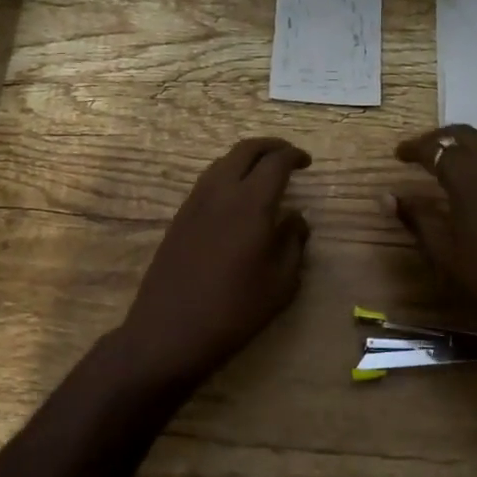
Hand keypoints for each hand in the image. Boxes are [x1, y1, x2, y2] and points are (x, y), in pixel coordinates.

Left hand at [116, 137, 312, 389]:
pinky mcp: (180, 216)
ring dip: (246, 158)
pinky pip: (208, 180)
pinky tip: (236, 196)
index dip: (294, 156)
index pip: (276, 162)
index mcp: (251, 203)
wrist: (170, 330)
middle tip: (287, 156)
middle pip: (246, 150)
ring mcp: (195, 202)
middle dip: (270, 146)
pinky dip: (228, 174)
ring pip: (223, 161)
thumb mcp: (281, 283)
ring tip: (263, 173)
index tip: (306, 162)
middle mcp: (221, 191)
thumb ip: (293, 243)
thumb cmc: (235, 310)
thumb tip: (295, 219)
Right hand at [389, 125, 476, 344]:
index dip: (414, 148)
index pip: (435, 147)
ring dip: (467, 145)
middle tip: (422, 152)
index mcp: (469, 176)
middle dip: (440, 138)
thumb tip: (387, 196)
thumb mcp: (444, 252)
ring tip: (450, 162)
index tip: (398, 154)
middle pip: (465, 134)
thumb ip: (416, 218)